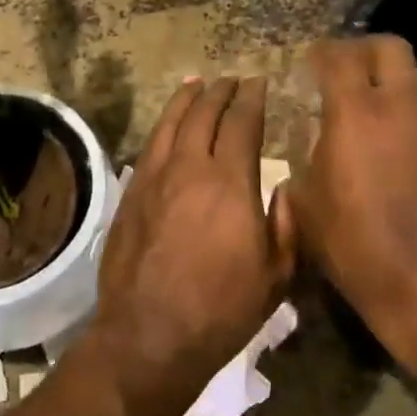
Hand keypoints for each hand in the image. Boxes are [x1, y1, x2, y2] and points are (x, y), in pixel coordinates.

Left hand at [73, 77, 295, 415]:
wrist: (149, 335)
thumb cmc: (222, 310)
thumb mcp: (276, 275)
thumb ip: (285, 224)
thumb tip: (282, 187)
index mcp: (230, 183)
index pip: (242, 123)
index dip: (252, 99)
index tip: (259, 83)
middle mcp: (190, 168)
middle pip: (204, 114)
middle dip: (220, 91)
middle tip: (231, 80)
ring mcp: (154, 178)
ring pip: (171, 123)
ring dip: (186, 99)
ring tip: (197, 83)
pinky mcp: (130, 194)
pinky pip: (150, 146)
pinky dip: (163, 125)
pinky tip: (168, 124)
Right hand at [288, 37, 416, 373]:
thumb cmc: (353, 244)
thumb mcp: (305, 204)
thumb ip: (304, 161)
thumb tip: (310, 147)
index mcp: (355, 114)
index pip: (340, 56)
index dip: (322, 52)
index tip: (309, 61)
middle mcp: (401, 107)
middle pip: (391, 47)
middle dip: (364, 50)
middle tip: (344, 69)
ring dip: (394, 77)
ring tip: (374, 101)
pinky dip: (412, 110)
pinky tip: (398, 139)